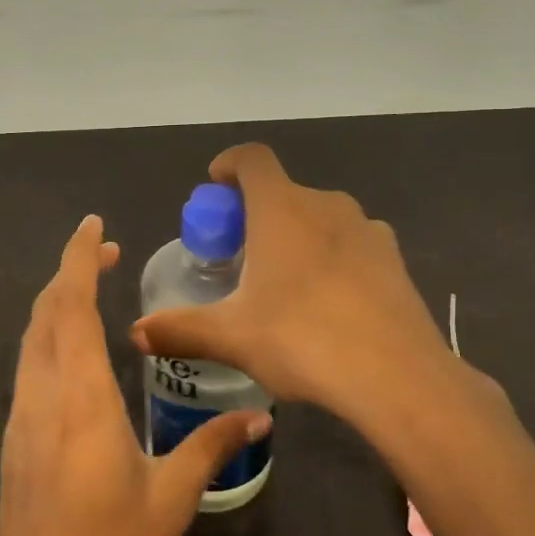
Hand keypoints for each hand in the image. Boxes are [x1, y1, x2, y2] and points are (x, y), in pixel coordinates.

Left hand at [0, 214, 269, 535]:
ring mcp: (21, 417)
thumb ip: (211, 449)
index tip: (95, 225)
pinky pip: (30, 365)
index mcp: (80, 398)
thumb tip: (260, 417)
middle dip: (70, 271)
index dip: (78, 258)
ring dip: (57, 302)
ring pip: (32, 337)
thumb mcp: (169, 502)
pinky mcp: (15, 441)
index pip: (70, 306)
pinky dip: (50, 335)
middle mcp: (42, 395)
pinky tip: (77, 352)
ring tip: (93, 288)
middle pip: (45, 312)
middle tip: (107, 252)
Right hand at [130, 143, 505, 432]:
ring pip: (320, 217)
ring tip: (284, 282)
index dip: (229, 164)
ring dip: (297, 234)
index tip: (215, 187)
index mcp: (282, 208)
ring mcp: (367, 229)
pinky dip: (332, 257)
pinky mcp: (394, 259)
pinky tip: (329, 303)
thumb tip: (135, 333)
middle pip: (283, 191)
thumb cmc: (303, 340)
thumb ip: (180, 330)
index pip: (252, 159)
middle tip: (240, 254)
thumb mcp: (232, 337)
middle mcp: (326, 205)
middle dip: (256, 213)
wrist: (398, 376)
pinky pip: (351, 243)